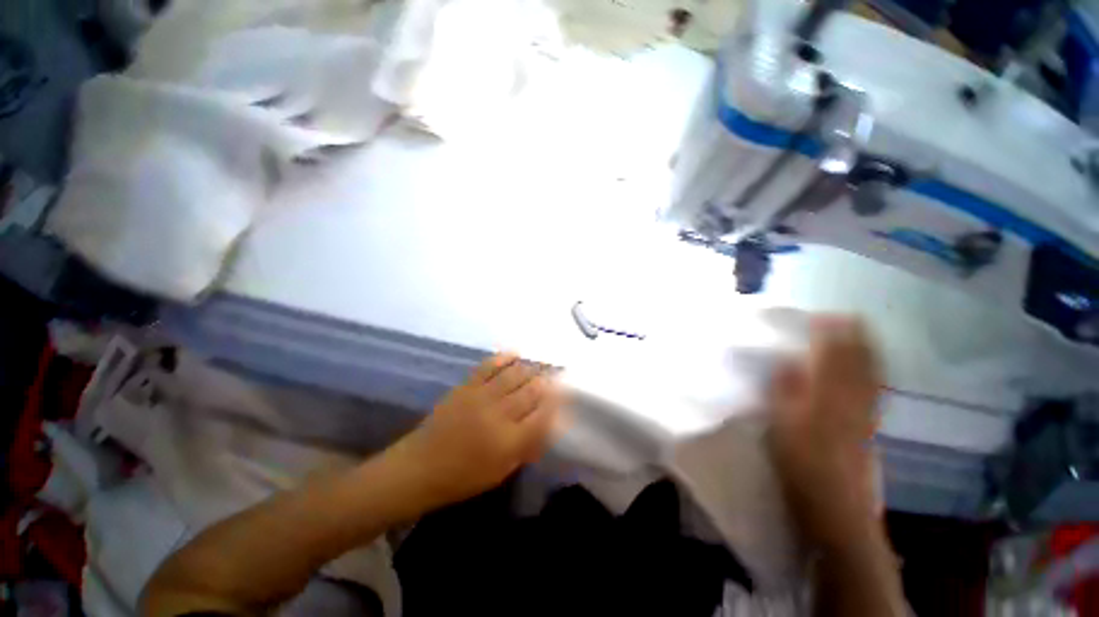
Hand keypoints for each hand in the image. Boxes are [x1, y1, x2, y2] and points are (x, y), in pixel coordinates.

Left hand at [389, 353, 562, 510]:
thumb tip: (547, 424)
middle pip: (532, 391)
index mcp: (510, 441)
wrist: (419, 467)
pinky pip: (489, 366)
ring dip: (531, 368)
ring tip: (540, 367)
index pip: (544, 415)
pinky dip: (504, 357)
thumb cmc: (463, 477)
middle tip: (557, 376)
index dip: (558, 402)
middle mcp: (499, 414)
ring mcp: (482, 396)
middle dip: (548, 382)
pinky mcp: (466, 386)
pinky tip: (515, 354)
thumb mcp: (502, 471)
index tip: (566, 393)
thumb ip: (527, 446)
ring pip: (515, 374)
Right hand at [769, 316, 882, 548]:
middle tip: (847, 314)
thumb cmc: (802, 464)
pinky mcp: (869, 426)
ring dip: (867, 349)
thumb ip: (784, 390)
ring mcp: (865, 413)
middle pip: (857, 361)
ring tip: (862, 330)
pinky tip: (873, 366)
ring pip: (870, 373)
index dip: (828, 333)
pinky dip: (875, 371)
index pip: (831, 356)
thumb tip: (787, 361)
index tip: (821, 314)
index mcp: (827, 396)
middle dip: (853, 335)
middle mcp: (851, 399)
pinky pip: (875, 390)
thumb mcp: (781, 425)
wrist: (837, 507)